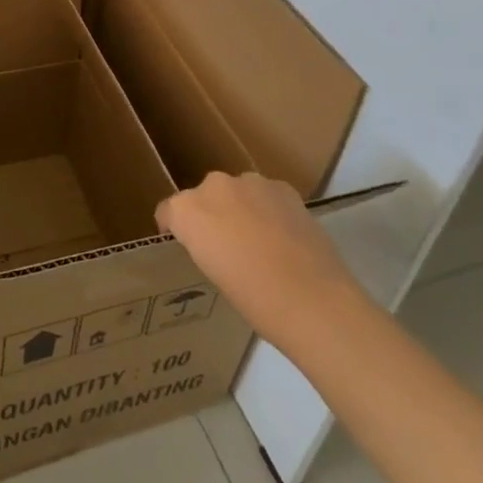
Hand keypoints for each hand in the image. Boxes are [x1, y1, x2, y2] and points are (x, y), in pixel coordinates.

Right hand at [156, 170, 362, 347]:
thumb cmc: (254, 300)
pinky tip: (283, 237)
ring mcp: (250, 182)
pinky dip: (268, 209)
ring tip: (259, 242)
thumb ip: (206, 245)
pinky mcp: (283, 187)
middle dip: (210, 215)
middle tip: (226, 247)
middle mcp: (214, 186)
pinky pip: (265, 195)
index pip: (168, 211)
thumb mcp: (214, 274)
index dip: (175, 229)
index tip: (187, 247)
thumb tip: (218, 242)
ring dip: (240, 208)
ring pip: (236, 192)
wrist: (314, 301)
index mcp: (187, 210)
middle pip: (203, 197)